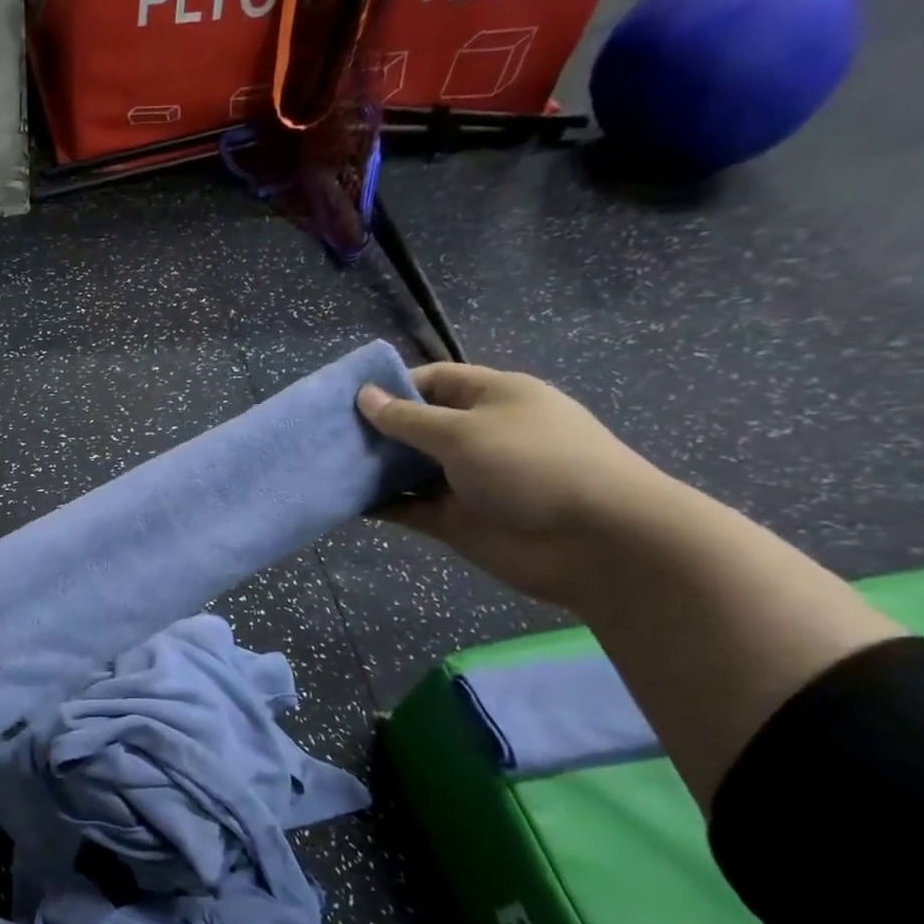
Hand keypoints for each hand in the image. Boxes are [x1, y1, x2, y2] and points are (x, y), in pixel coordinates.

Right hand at [356, 364, 674, 606]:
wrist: (598, 543)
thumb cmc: (534, 464)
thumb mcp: (465, 431)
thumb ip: (408, 419)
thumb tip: (364, 396)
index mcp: (493, 398)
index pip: (434, 381)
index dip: (392, 386)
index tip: (346, 400)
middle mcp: (478, 435)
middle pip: (416, 425)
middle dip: (374, 429)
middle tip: (324, 435)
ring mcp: (467, 479)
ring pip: (408, 469)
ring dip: (372, 469)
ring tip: (325, 467)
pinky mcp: (456, 519)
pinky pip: (409, 507)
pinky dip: (380, 504)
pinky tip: (343, 501)